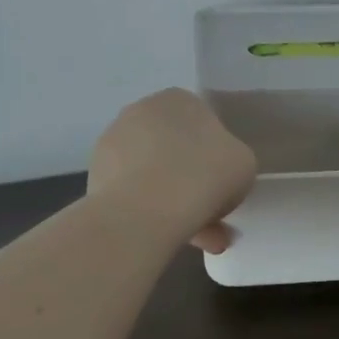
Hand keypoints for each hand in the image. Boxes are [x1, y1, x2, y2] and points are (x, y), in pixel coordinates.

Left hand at [87, 88, 257, 252]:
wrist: (146, 210)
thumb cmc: (205, 174)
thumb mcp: (243, 162)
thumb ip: (231, 160)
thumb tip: (216, 176)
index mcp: (178, 98)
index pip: (201, 123)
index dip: (214, 156)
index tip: (222, 183)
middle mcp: (140, 111)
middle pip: (173, 150)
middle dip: (191, 181)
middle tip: (211, 215)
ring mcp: (112, 143)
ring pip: (152, 175)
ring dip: (172, 202)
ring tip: (195, 240)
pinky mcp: (95, 177)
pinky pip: (133, 195)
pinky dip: (149, 214)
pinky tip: (169, 238)